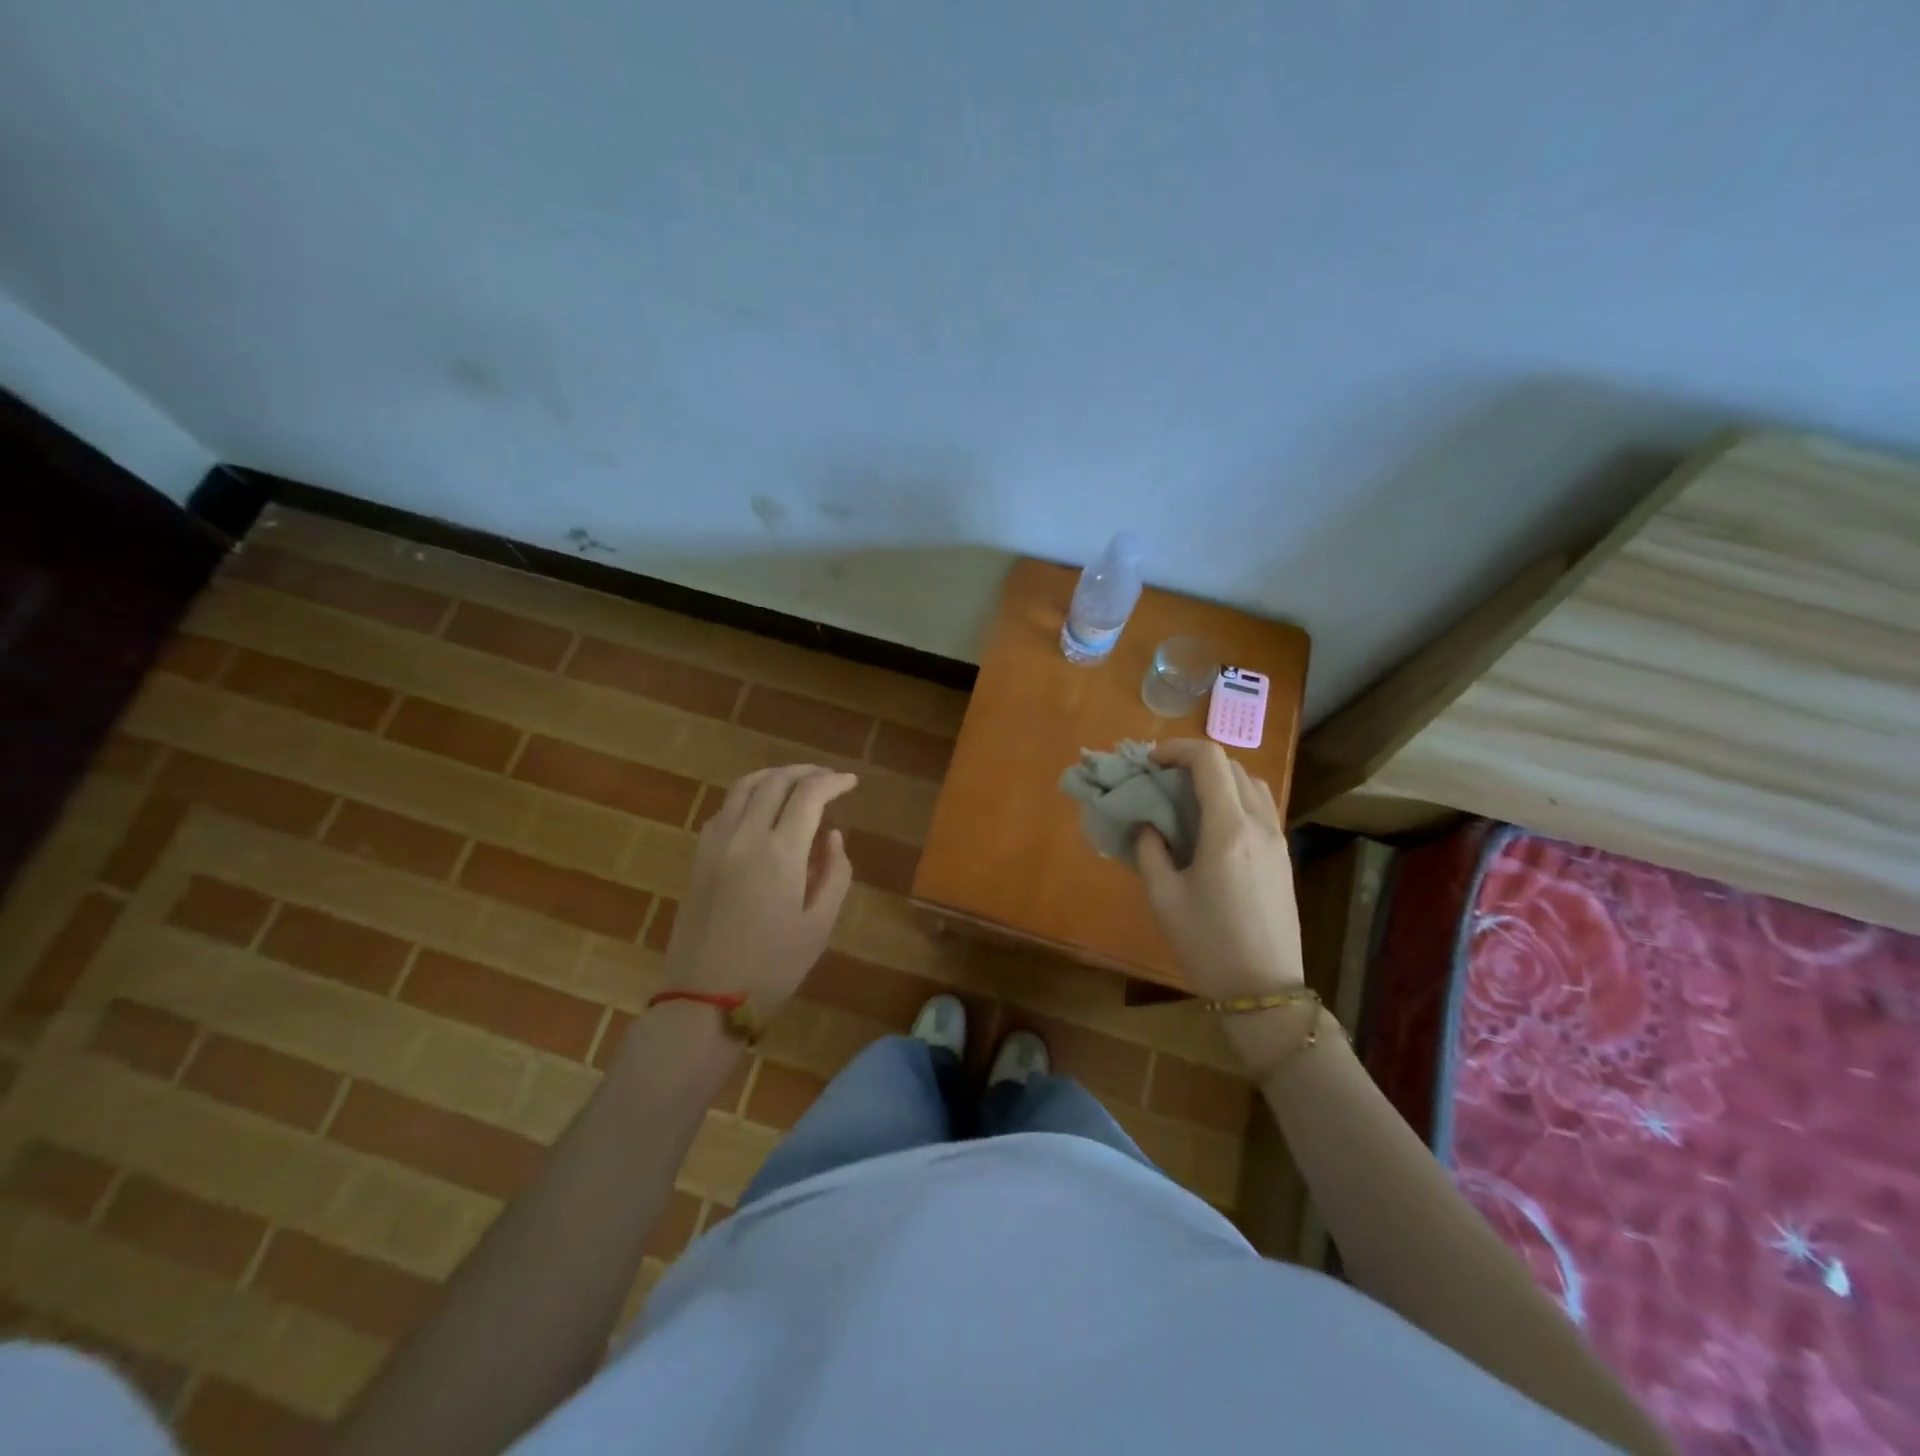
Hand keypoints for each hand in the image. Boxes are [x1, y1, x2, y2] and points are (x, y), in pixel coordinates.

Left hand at [663, 765, 857, 1008]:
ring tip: (796, 782)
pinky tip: (761, 809)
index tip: (851, 782)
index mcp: (779, 852)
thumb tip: (832, 835)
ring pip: (744, 787)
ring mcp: (715, 844)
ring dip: (774, 776)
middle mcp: (744, 836)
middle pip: (775, 781)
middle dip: (806, 772)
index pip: (808, 795)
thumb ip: (834, 873)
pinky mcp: (698, 857)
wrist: (704, 999)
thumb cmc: (772, 967)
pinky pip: (724, 808)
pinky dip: (748, 796)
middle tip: (828, 778)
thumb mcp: (819, 925)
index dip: (833, 782)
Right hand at [1135, 739, 1303, 998]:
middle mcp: (1259, 824)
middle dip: (1194, 761)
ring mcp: (1277, 840)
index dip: (1177, 749)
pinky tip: (1210, 825)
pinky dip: (1234, 797)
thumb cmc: (1207, 944)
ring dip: (1218, 777)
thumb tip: (1149, 825)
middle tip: (1161, 779)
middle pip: (1232, 766)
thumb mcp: (1164, 898)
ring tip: (1186, 797)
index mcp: (1228, 829)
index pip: (1209, 761)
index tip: (1150, 762)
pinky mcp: (1283, 857)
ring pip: (1251, 784)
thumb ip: (1150, 851)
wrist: (1264, 990)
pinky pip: (1260, 807)